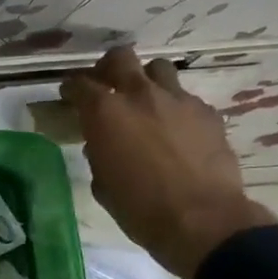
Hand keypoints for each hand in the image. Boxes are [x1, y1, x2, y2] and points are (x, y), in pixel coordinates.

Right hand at [59, 46, 275, 278]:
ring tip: (145, 101)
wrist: (202, 220)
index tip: (69, 97)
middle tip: (106, 84)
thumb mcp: (102, 182)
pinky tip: (176, 130)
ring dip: (147, 80)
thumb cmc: (138, 207)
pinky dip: (175, 108)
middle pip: (120, 58)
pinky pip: (185, 98)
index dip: (71, 89)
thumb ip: (98, 152)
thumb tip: (102, 144)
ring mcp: (178, 100)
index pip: (79, 84)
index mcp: (104, 112)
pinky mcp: (207, 113)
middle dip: (108, 67)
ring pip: (158, 69)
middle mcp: (139, 95)